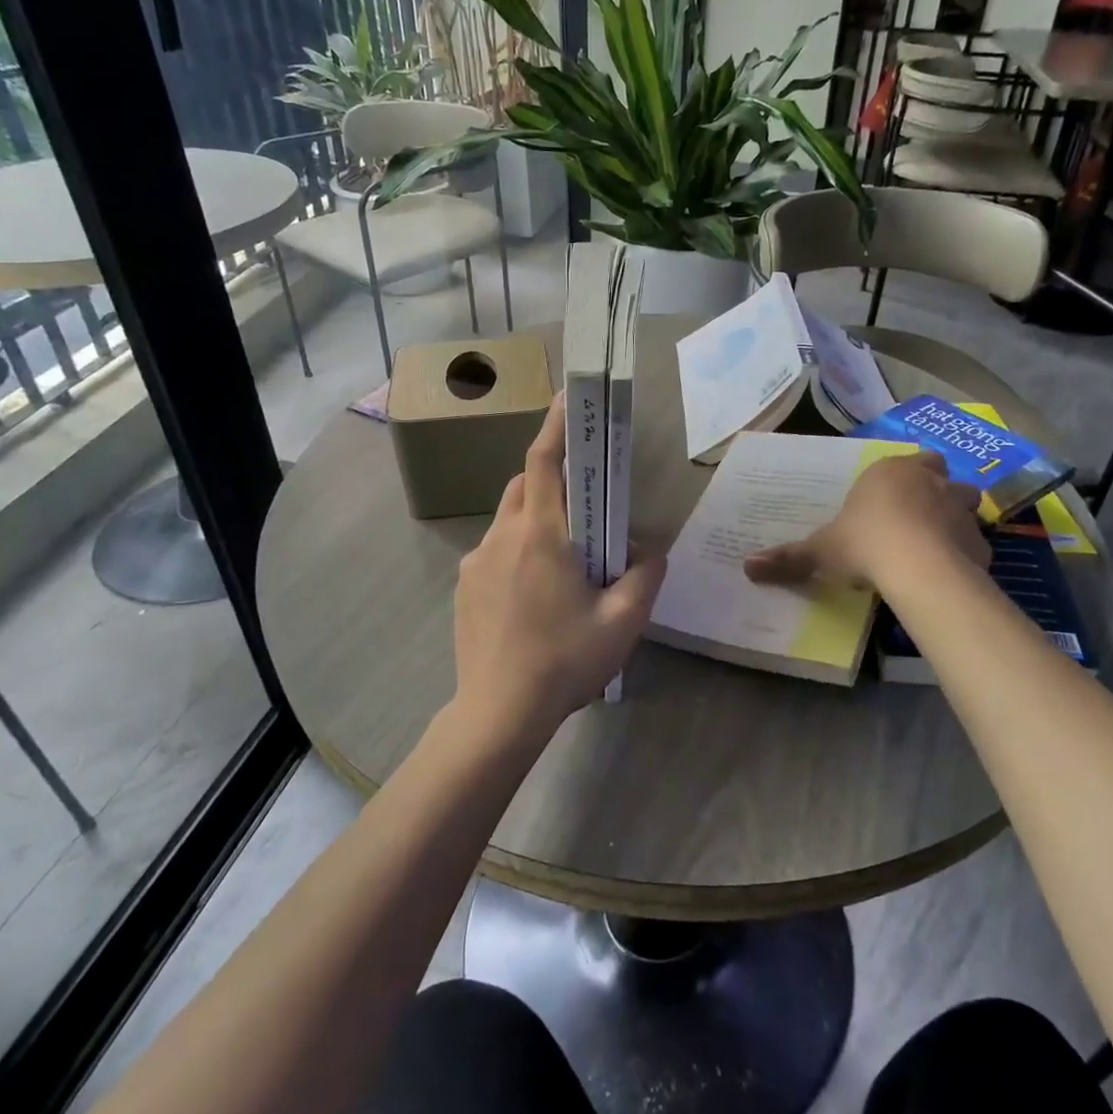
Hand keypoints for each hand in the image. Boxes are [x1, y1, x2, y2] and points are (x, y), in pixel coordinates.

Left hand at [451, 393, 666, 746]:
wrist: (497, 714)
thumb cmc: (563, 662)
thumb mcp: (622, 622)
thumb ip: (644, 576)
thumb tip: (648, 550)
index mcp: (540, 536)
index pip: (546, 462)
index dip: (557, 426)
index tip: (568, 399)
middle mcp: (501, 538)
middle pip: (526, 487)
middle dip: (554, 482)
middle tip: (585, 512)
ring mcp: (475, 563)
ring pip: (509, 521)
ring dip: (536, 524)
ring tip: (564, 568)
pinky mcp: (464, 588)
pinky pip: (494, 553)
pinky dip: (517, 554)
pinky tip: (534, 600)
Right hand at [744, 449, 989, 589]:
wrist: (917, 567)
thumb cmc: (864, 543)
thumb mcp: (819, 551)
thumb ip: (788, 557)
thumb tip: (747, 567)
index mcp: (889, 472)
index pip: (903, 461)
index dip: (897, 478)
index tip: (886, 499)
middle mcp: (929, 481)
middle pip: (939, 472)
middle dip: (932, 487)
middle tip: (915, 513)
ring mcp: (959, 508)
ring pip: (965, 501)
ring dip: (953, 515)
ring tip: (934, 540)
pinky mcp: (979, 540)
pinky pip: (973, 541)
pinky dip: (965, 551)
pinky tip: (950, 570)